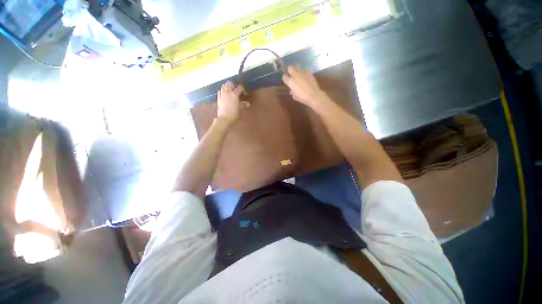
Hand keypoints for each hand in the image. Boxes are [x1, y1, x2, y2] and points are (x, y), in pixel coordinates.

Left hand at [217, 81, 246, 124]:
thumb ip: (244, 104)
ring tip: (231, 92)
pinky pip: (220, 91)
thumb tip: (248, 103)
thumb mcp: (241, 109)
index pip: (239, 87)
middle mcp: (228, 92)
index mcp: (234, 94)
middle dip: (234, 86)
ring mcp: (222, 94)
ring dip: (228, 87)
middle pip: (230, 83)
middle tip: (236, 91)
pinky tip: (225, 95)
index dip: (243, 90)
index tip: (244, 94)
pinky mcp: (218, 98)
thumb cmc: (234, 114)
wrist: (224, 119)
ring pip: (224, 86)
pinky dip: (223, 91)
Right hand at [282, 66, 327, 106]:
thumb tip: (292, 90)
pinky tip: (305, 77)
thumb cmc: (303, 98)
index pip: (284, 76)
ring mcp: (303, 73)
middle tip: (290, 73)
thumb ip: (292, 92)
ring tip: (298, 74)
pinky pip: (304, 70)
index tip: (286, 80)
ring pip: (297, 66)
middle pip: (290, 67)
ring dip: (296, 69)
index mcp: (291, 82)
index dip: (285, 78)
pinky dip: (303, 73)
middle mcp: (296, 75)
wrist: (314, 95)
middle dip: (289, 69)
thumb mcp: (295, 97)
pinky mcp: (309, 72)